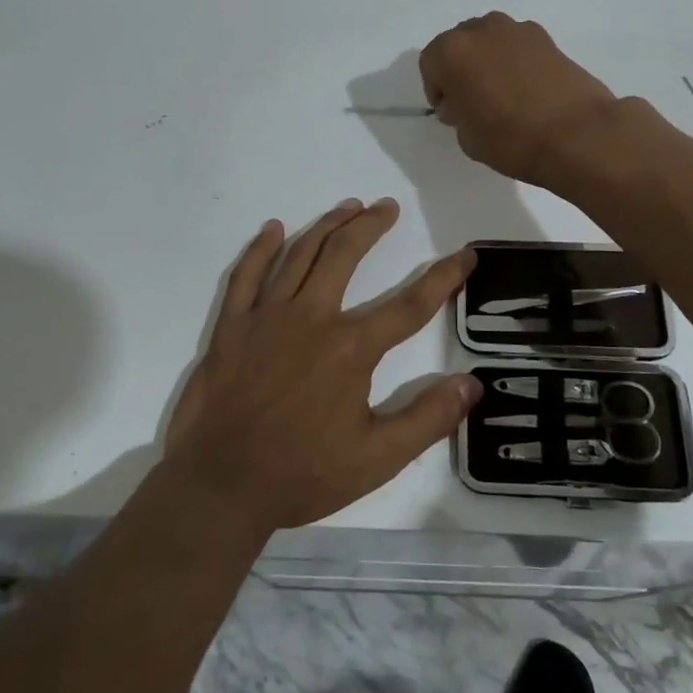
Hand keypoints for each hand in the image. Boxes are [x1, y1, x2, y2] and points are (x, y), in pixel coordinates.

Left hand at [163, 199, 480, 532]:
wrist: (221, 485)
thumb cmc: (302, 473)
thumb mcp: (377, 459)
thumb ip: (427, 419)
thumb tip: (472, 385)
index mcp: (351, 347)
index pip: (409, 304)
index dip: (442, 277)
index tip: (465, 255)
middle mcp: (311, 317)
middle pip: (345, 255)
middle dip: (371, 225)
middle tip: (387, 207)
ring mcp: (266, 317)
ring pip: (300, 254)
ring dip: (327, 225)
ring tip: (348, 207)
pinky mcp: (232, 326)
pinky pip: (246, 275)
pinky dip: (261, 248)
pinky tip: (274, 229)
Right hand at [419, 12, 620, 184]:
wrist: (578, 134)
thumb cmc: (511, 139)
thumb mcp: (467, 137)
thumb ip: (457, 111)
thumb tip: (464, 101)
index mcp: (452, 51)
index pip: (430, 64)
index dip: (438, 90)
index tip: (451, 112)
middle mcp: (481, 30)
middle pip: (459, 45)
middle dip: (461, 69)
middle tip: (473, 100)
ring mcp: (517, 29)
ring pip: (489, 42)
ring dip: (488, 62)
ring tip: (502, 94)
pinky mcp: (547, 37)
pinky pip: (517, 47)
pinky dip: (515, 62)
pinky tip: (528, 90)